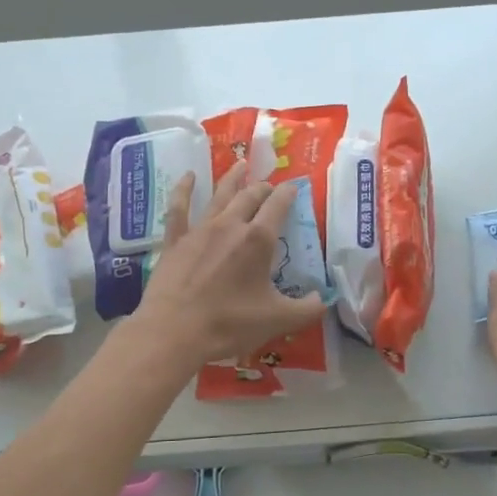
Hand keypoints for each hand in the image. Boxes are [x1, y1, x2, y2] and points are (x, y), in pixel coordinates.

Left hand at [132, 163, 326, 365]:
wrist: (174, 331)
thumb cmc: (229, 324)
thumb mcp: (278, 321)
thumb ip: (307, 309)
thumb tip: (322, 299)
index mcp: (258, 240)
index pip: (278, 206)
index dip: (288, 193)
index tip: (294, 187)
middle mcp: (230, 225)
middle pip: (250, 196)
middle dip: (263, 187)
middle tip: (269, 186)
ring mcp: (200, 230)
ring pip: (220, 195)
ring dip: (233, 178)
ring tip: (241, 164)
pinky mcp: (175, 240)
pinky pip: (179, 207)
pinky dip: (184, 189)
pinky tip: (188, 176)